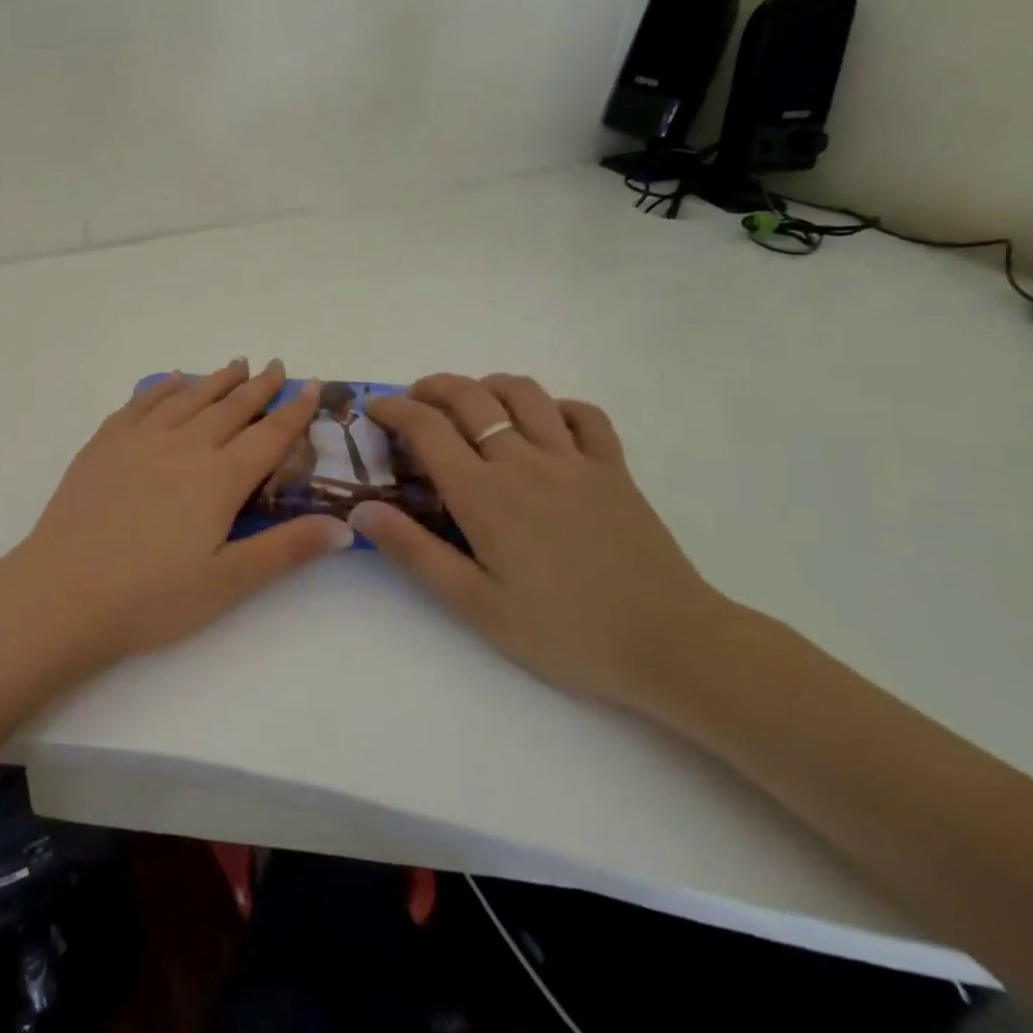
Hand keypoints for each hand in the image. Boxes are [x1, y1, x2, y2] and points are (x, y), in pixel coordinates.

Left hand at [0, 360, 352, 668]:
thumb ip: (286, 549)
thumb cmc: (151, 597)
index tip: (311, 386)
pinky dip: (163, 387)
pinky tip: (172, 380)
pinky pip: (141, 402)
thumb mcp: (228, 582)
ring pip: (188, 397)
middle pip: (230, 407)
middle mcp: (184, 446)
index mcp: (219, 478)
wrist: (63, 592)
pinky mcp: (104, 444)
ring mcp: (140, 440)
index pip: (269, 435)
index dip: (294, 411)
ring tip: (235, 365)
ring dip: (216, 379)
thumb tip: (345, 527)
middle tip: (276, 366)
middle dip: (258, 386)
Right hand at [354, 373, 729, 709]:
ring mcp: (574, 460)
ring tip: (472, 404)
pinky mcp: (614, 469)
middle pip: (471, 397)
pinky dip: (556, 407)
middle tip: (414, 400)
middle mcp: (525, 462)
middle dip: (433, 387)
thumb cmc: (564, 631)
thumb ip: (414, 552)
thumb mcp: (475, 604)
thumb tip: (361, 510)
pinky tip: (544, 424)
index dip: (394, 409)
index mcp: (485, 494)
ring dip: (488, 386)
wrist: (671, 645)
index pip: (427, 428)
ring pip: (525, 393)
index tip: (374, 409)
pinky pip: (584, 415)